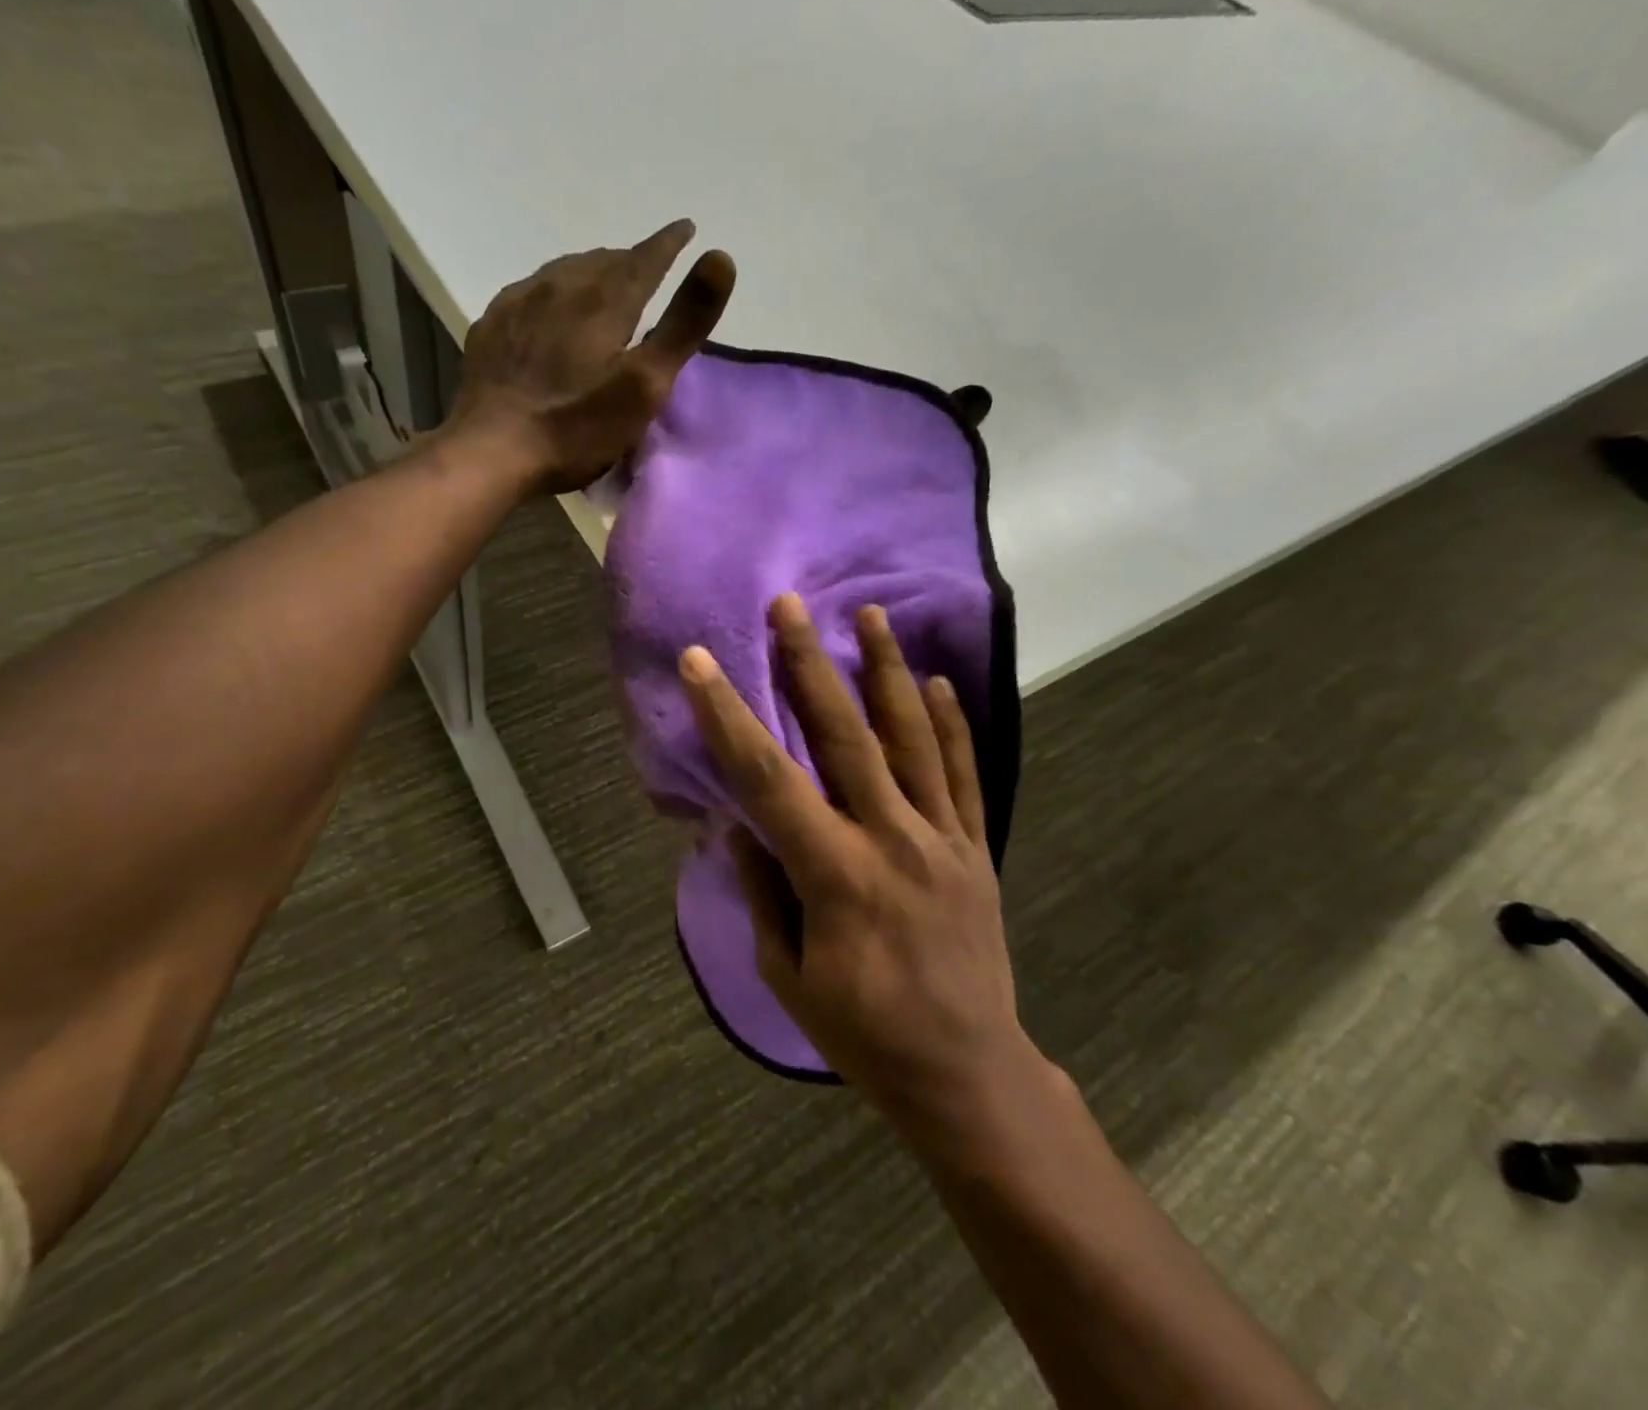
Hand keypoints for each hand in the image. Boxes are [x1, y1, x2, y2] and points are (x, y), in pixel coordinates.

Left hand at [451, 219, 736, 491]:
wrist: (492, 451)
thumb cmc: (577, 427)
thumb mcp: (644, 385)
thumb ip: (683, 324)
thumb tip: (721, 256)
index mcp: (604, 300)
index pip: (646, 258)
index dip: (669, 243)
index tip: (685, 229)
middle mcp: (560, 286)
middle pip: (603, 261)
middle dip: (630, 261)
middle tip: (646, 269)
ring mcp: (519, 303)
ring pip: (564, 272)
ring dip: (590, 273)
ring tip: (601, 285)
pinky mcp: (492, 327)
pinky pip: (530, 293)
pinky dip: (552, 293)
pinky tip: (548, 310)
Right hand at [680, 594, 1041, 1128]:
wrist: (965, 1070)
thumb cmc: (862, 1030)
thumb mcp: (787, 973)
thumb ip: (764, 891)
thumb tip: (739, 825)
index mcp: (833, 872)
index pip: (767, 778)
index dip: (727, 717)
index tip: (699, 663)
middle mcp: (890, 838)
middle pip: (844, 735)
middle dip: (809, 664)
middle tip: (790, 605)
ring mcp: (941, 838)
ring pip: (913, 738)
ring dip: (888, 671)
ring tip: (872, 615)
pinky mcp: (975, 847)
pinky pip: (964, 775)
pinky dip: (951, 724)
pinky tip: (937, 682)